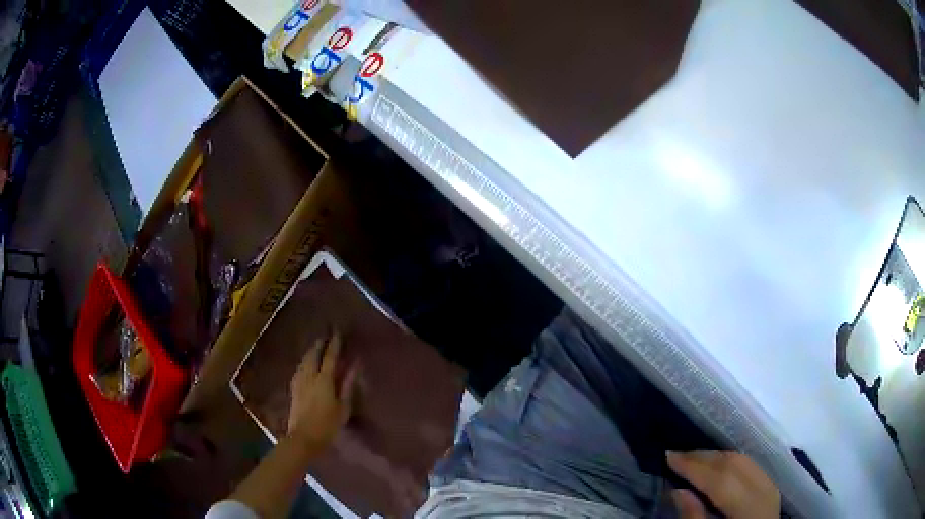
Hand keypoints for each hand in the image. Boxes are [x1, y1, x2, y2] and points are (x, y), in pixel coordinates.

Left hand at [288, 333, 357, 448]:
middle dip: (319, 344)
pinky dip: (304, 361)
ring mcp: (299, 382)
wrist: (303, 437)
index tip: (337, 332)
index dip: (334, 344)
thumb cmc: (328, 424)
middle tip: (325, 335)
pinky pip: (299, 368)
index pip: (329, 356)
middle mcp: (309, 376)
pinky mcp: (293, 389)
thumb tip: (354, 366)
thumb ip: (348, 384)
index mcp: (324, 380)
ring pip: (304, 361)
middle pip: (313, 355)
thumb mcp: (343, 406)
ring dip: (310, 351)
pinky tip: (305, 364)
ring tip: (316, 346)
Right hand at [667, 450, 779, 518]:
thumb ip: (693, 517)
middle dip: (703, 457)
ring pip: (742, 460)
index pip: (720, 478)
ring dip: (715, 457)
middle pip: (733, 463)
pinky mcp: (770, 486)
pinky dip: (729, 462)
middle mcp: (764, 490)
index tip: (668, 456)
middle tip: (676, 455)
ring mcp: (770, 486)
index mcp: (748, 507)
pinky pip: (749, 465)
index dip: (693, 466)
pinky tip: (714, 466)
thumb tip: (678, 490)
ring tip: (691, 459)